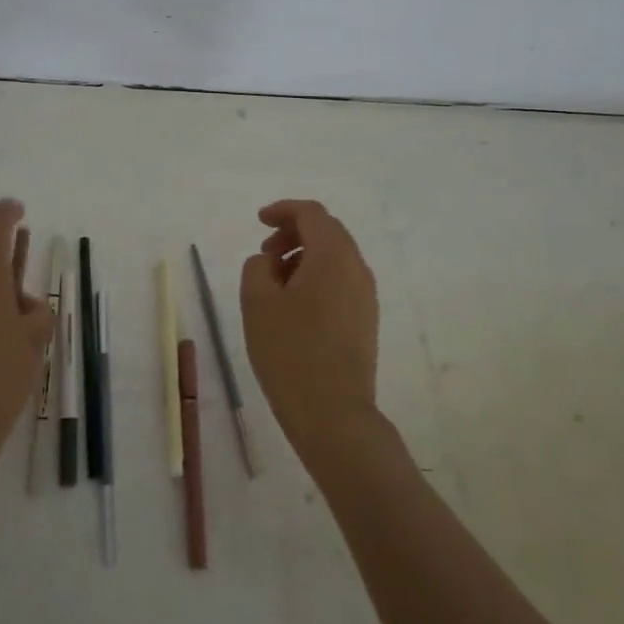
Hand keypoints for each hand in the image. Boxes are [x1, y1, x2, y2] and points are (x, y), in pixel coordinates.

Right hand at [239, 199, 380, 455]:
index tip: (259, 221)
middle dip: (293, 233)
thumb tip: (270, 261)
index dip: (283, 210)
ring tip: (274, 282)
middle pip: (328, 232)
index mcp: (333, 256)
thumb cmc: (290, 352)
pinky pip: (341, 281)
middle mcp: (357, 269)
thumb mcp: (257, 302)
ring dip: (304, 257)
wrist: (333, 413)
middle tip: (265, 252)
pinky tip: (294, 305)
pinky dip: (316, 277)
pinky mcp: (366, 320)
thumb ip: (257, 267)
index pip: (312, 214)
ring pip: (335, 258)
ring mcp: (366, 296)